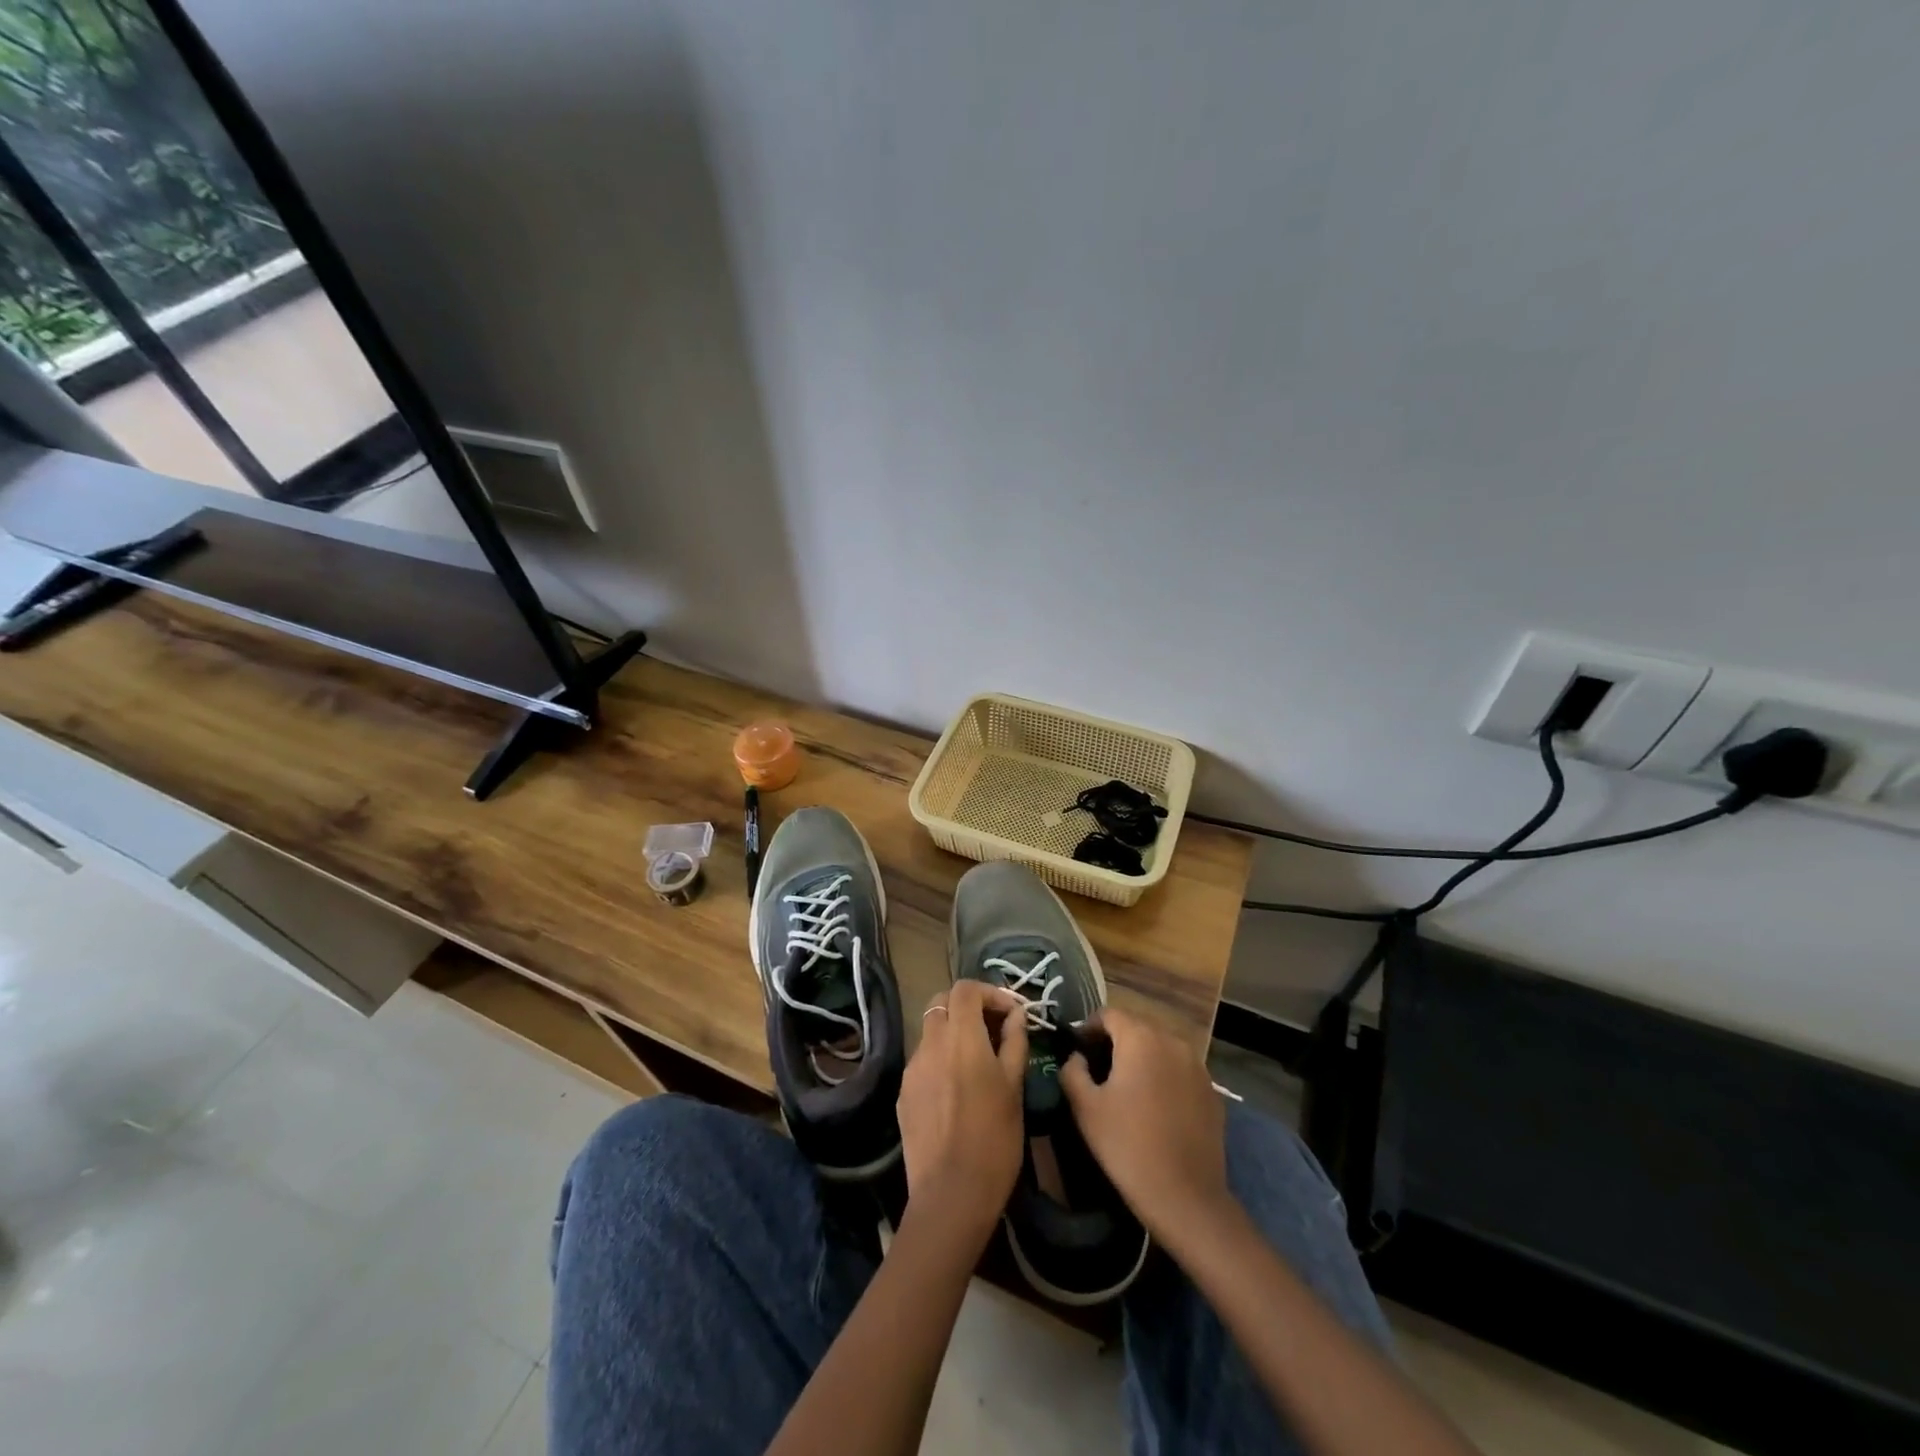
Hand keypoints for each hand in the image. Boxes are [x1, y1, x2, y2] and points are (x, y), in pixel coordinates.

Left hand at [897, 980, 1028, 1245]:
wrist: (951, 1195)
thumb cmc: (994, 1140)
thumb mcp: (1015, 1088)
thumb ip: (1014, 1043)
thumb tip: (1016, 1016)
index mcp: (961, 1037)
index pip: (965, 989)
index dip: (990, 993)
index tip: (1011, 1013)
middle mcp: (931, 1044)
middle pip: (942, 1002)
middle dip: (968, 1006)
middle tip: (993, 1028)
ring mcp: (912, 1069)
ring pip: (931, 1032)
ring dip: (954, 1033)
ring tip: (978, 1060)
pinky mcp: (904, 1093)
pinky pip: (923, 1061)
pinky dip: (941, 1059)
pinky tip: (958, 1089)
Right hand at [1060, 1008, 1230, 1248]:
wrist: (1185, 1197)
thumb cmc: (1127, 1146)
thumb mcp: (1085, 1107)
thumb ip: (1072, 1070)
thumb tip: (1077, 1057)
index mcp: (1140, 1038)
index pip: (1108, 1014)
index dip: (1088, 1028)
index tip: (1078, 1052)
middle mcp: (1172, 1041)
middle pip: (1136, 1028)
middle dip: (1115, 1043)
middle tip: (1098, 1071)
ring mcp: (1197, 1066)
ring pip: (1160, 1048)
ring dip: (1141, 1059)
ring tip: (1127, 1089)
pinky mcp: (1212, 1092)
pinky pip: (1179, 1071)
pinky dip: (1164, 1078)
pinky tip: (1155, 1108)